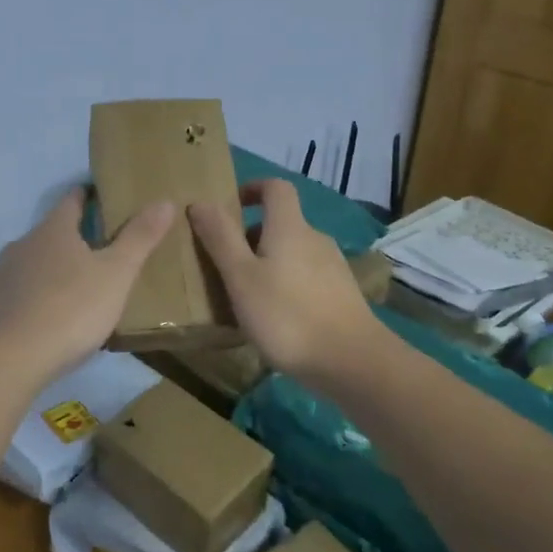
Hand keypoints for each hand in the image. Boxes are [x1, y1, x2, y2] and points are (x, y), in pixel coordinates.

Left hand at [0, 189, 175, 387]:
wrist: (8, 360)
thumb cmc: (69, 310)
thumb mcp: (116, 275)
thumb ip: (139, 238)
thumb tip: (163, 201)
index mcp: (53, 230)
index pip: (72, 200)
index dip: (88, 196)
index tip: (103, 199)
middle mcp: (22, 244)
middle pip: (50, 233)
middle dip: (72, 239)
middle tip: (100, 253)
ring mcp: (0, 275)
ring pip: (31, 263)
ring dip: (51, 270)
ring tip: (75, 289)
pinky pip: (17, 292)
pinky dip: (33, 297)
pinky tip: (46, 318)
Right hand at [188, 179, 379, 383]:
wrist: (352, 363)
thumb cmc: (287, 316)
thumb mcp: (241, 277)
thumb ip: (220, 238)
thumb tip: (200, 201)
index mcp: (290, 228)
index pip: (276, 188)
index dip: (252, 188)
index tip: (229, 207)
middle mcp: (315, 239)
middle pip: (281, 223)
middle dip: (251, 237)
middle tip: (225, 264)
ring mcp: (334, 268)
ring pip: (293, 253)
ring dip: (268, 263)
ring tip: (246, 295)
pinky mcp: (342, 295)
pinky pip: (306, 277)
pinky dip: (286, 285)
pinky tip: (275, 317)